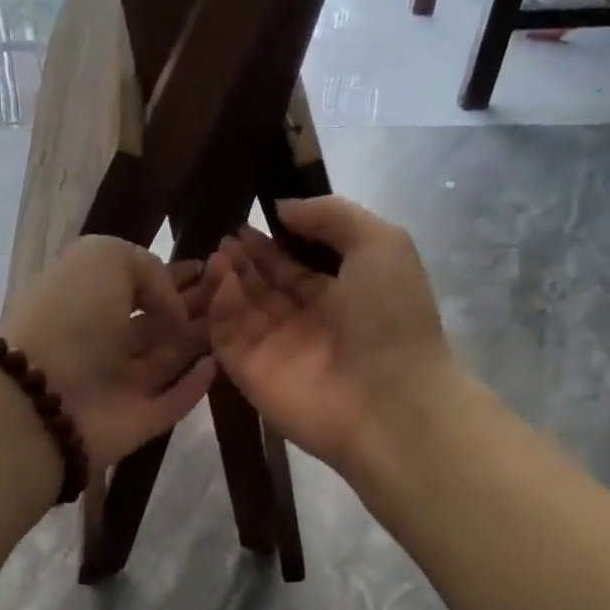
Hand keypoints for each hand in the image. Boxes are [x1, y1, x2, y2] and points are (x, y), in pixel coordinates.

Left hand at [1, 235, 215, 472]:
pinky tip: (217, 364)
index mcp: (87, 297)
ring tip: (234, 322)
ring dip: (199, 341)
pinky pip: (174, 401)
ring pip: (168, 359)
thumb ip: (149, 271)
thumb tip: (174, 311)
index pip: (136, 283)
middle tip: (233, 295)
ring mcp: (121, 383)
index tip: (210, 268)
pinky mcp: (140, 420)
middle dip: (192, 308)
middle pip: (156, 322)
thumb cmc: (70, 316)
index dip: (171, 275)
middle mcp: (103, 339)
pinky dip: (195, 385)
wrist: (44, 398)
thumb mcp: (104, 259)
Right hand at [204, 197, 460, 480]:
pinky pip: (226, 335)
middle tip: (225, 236)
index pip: (294, 266)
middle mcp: (305, 322)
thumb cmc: (391, 318)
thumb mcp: (381, 244)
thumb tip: (283, 208)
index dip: (270, 243)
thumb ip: (333, 216)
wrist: (389, 401)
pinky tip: (218, 280)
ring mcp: (275, 349)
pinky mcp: (249, 373)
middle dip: (244, 259)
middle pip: (264, 286)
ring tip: (218, 253)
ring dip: (228, 279)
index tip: (245, 221)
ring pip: (241, 308)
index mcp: (339, 294)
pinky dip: (219, 308)